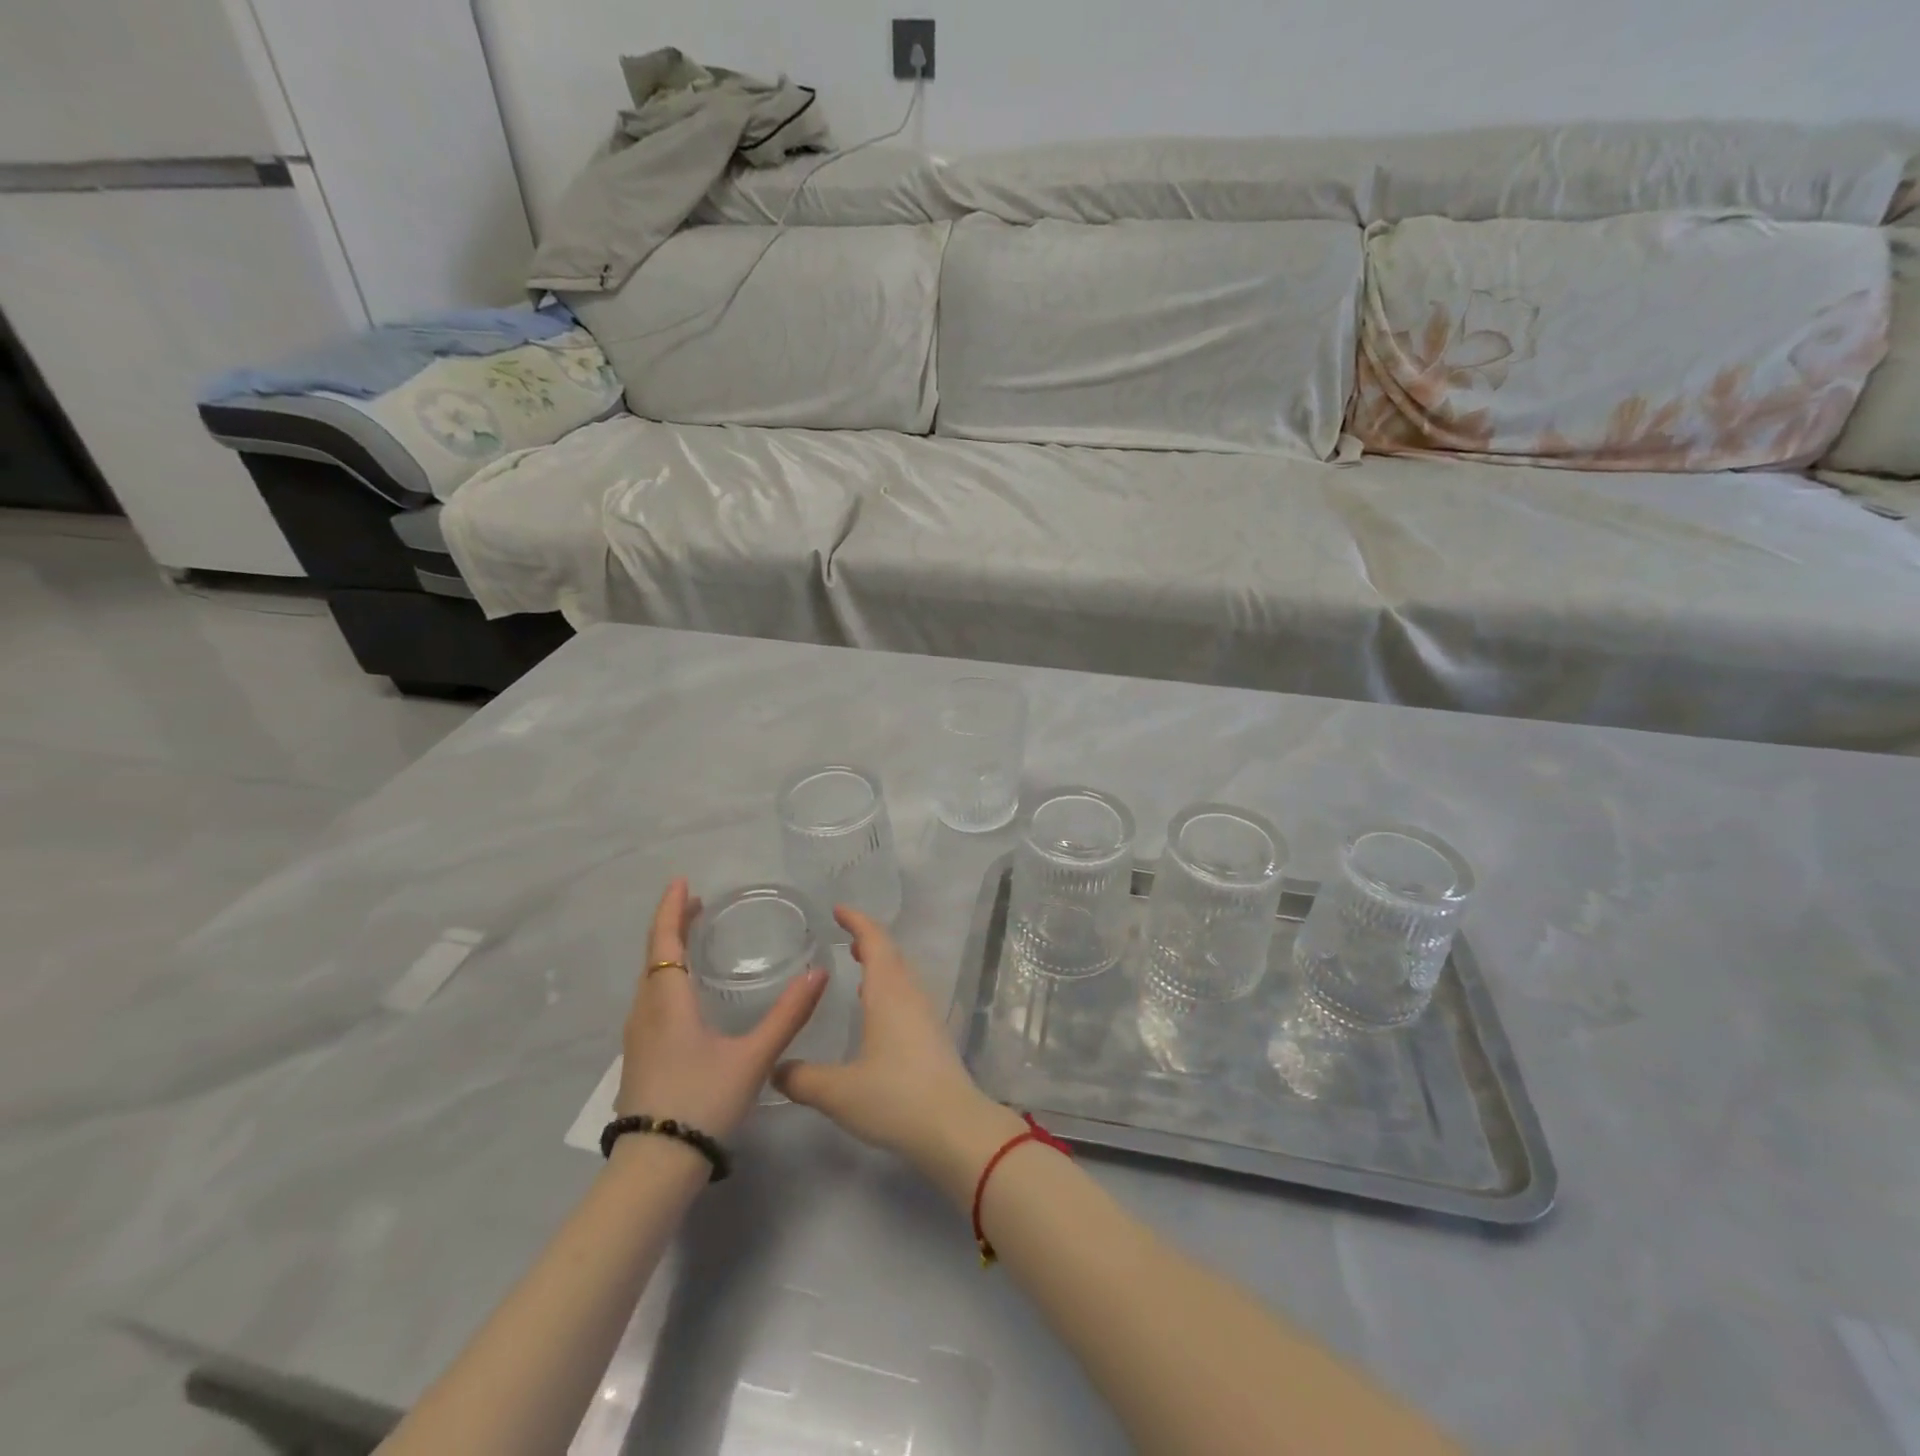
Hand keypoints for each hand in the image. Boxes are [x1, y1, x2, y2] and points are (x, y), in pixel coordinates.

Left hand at [615, 877, 827, 1139]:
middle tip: (697, 903)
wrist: (655, 1167)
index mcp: (669, 1003)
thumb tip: (820, 973)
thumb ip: (788, 1015)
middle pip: (655, 956)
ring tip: (692, 938)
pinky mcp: (640, 1057)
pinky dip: (667, 977)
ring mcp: (638, 1037)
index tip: (682, 881)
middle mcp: (646, 1012)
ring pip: (650, 980)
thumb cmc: (703, 1101)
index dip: (672, 909)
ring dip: (668, 951)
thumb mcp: (753, 1057)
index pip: (665, 942)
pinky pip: (651, 999)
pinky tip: (685, 992)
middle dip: (674, 925)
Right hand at [774, 907, 1023, 1203]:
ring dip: (881, 965)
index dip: (857, 921)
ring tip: (859, 967)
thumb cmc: (894, 1098)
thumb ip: (802, 1079)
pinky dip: (889, 988)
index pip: (875, 940)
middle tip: (845, 936)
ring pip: (902, 976)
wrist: (953, 1127)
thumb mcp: (838, 1091)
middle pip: (891, 954)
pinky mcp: (933, 1036)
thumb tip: (775, 1069)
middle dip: (869, 940)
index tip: (838, 910)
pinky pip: (908, 996)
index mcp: (888, 992)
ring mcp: (926, 1015)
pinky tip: (877, 1012)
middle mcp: (910, 994)